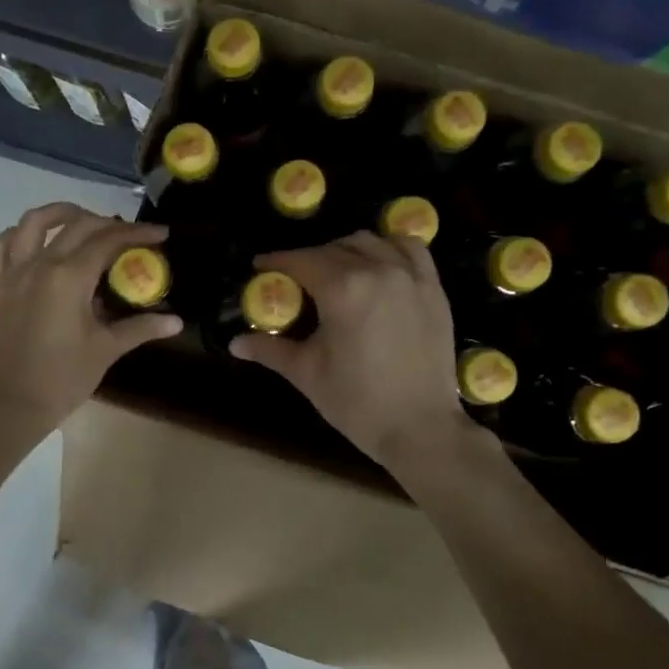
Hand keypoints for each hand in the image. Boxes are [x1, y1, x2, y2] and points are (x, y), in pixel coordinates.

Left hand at [0, 203, 181, 437]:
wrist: (13, 404)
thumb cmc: (64, 378)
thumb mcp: (107, 349)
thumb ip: (141, 327)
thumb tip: (176, 321)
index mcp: (69, 277)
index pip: (108, 241)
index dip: (137, 233)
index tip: (160, 233)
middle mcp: (39, 264)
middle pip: (77, 225)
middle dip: (108, 223)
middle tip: (130, 235)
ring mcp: (12, 272)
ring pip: (33, 222)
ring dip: (61, 213)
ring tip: (83, 219)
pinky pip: (2, 245)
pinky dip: (20, 234)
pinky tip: (36, 241)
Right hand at [232, 231, 473, 471]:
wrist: (419, 427)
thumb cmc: (357, 402)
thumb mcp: (306, 373)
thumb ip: (270, 349)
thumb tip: (235, 343)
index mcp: (342, 289)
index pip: (301, 261)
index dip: (277, 261)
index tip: (260, 266)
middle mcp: (377, 270)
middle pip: (333, 249)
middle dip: (308, 258)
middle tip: (294, 278)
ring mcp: (410, 276)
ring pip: (370, 242)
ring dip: (345, 249)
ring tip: (335, 269)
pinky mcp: (433, 288)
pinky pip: (410, 248)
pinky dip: (390, 246)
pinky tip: (379, 262)